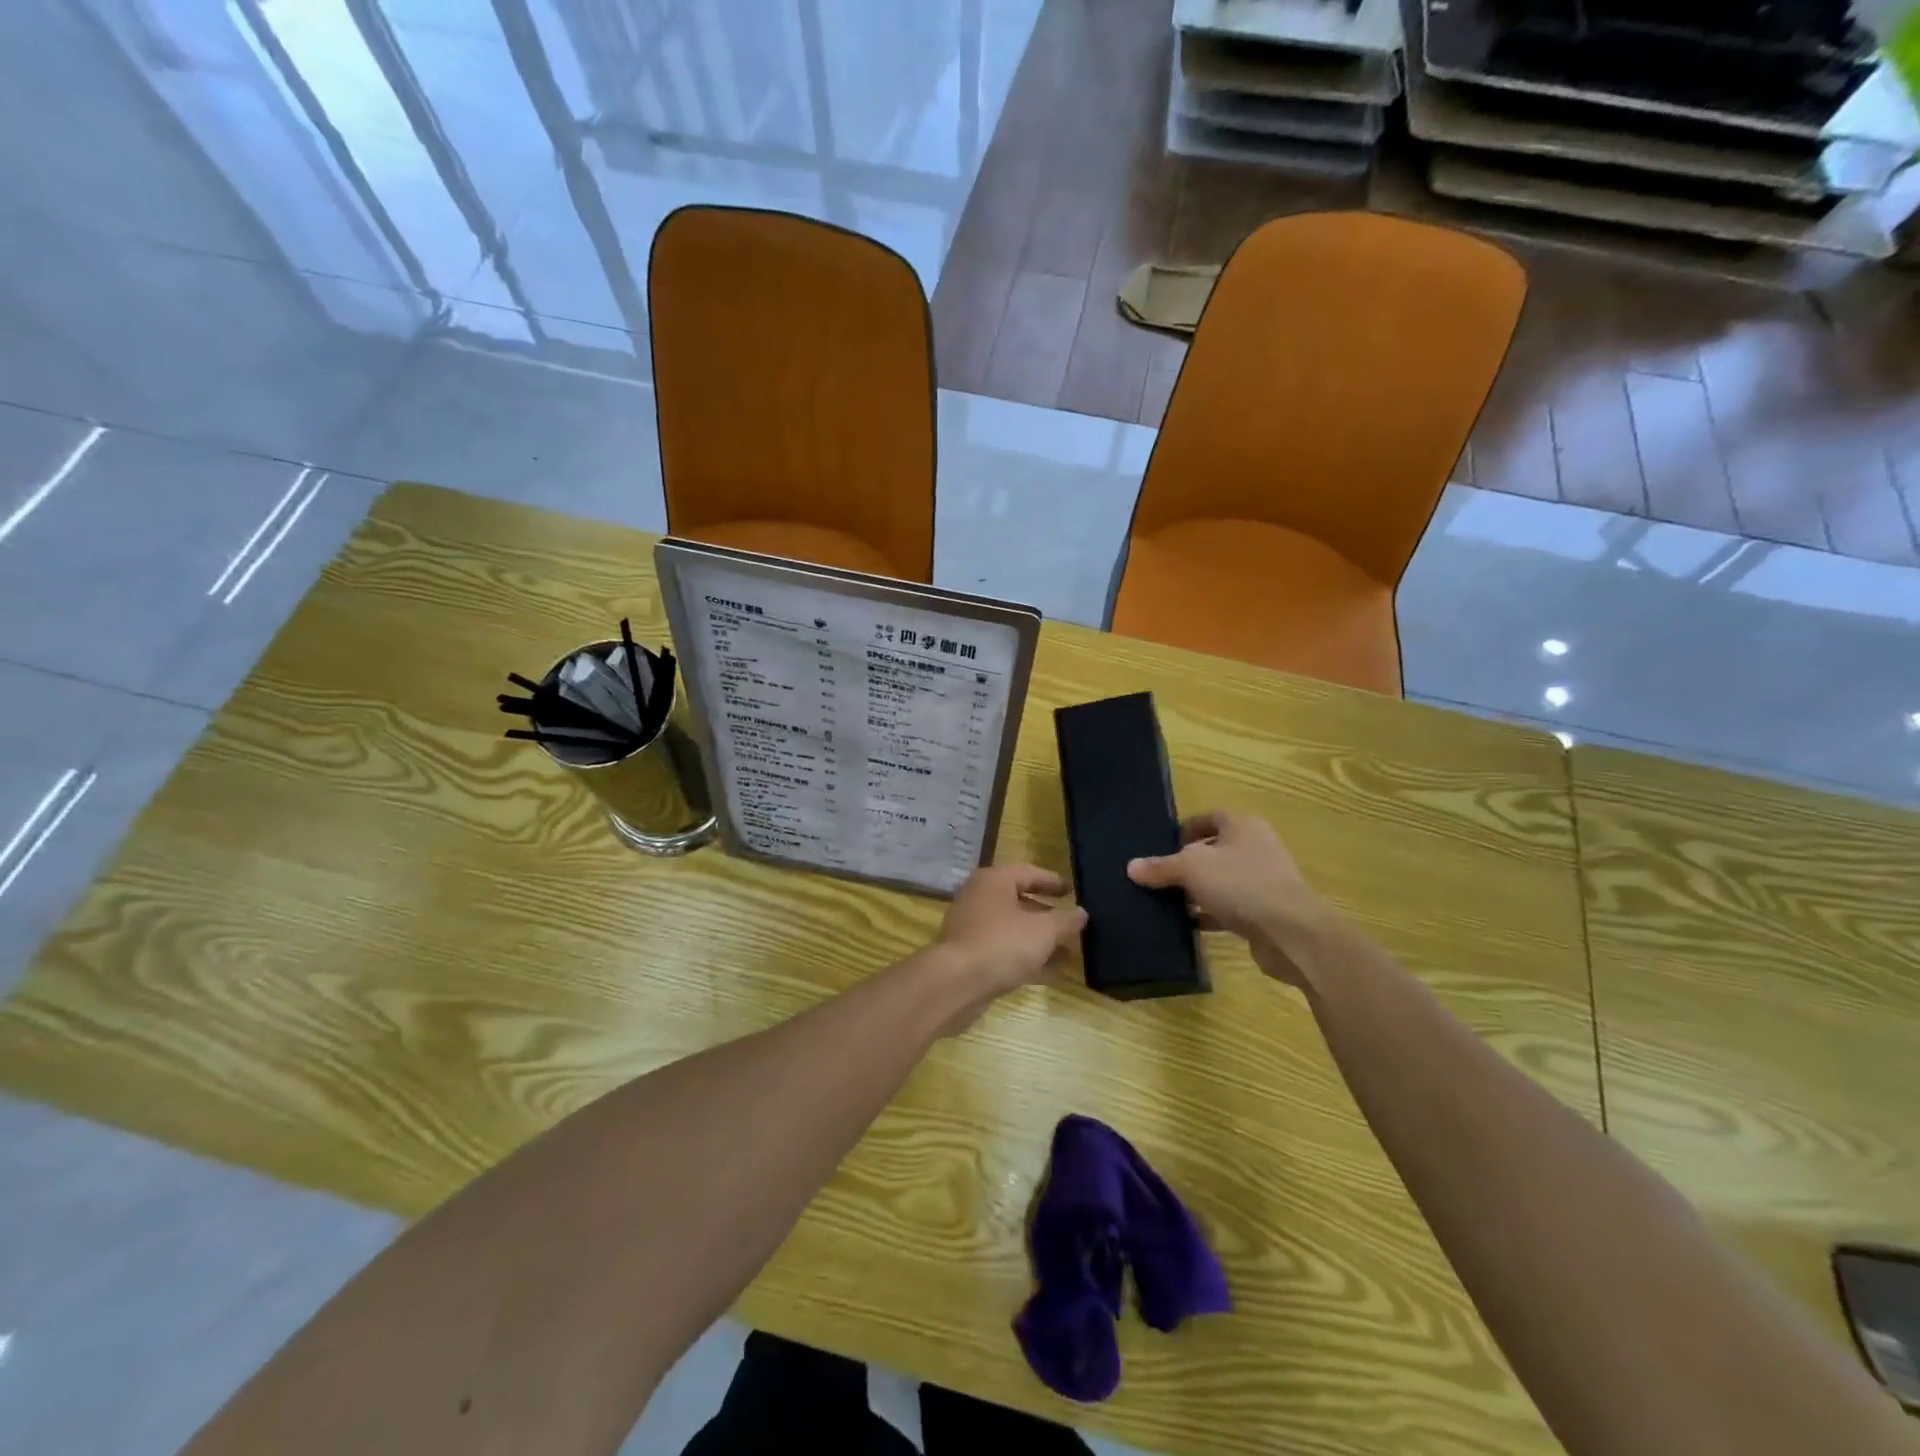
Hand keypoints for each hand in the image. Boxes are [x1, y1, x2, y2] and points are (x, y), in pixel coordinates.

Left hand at [931, 865, 1086, 1030]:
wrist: (956, 983)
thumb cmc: (1002, 944)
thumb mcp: (1043, 930)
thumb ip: (1066, 920)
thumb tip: (1081, 913)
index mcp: (994, 881)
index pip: (1029, 873)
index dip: (1053, 882)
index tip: (1075, 891)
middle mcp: (980, 898)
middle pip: (1020, 901)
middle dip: (1049, 915)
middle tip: (1074, 924)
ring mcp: (973, 928)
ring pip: (1014, 929)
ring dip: (1041, 940)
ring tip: (1071, 952)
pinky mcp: (971, 956)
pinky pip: (1005, 951)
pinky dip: (1027, 958)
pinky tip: (1052, 972)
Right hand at [1126, 810, 1333, 988]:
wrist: (1291, 932)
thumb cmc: (1241, 884)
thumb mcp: (1191, 868)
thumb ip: (1161, 867)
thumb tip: (1132, 867)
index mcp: (1243, 826)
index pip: (1210, 817)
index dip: (1186, 828)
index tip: (1163, 845)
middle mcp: (1257, 848)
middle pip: (1216, 849)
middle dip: (1188, 863)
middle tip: (1161, 875)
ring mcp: (1265, 881)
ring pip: (1223, 881)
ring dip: (1199, 891)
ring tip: (1169, 902)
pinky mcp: (1266, 912)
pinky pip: (1231, 908)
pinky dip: (1211, 914)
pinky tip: (1190, 924)